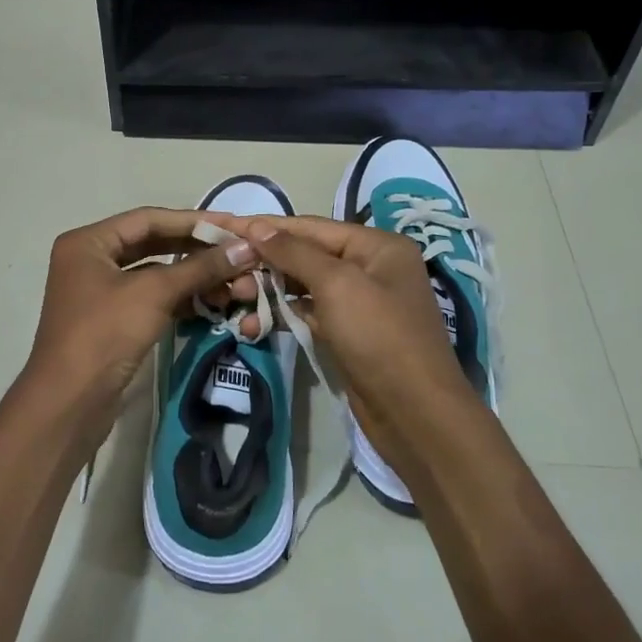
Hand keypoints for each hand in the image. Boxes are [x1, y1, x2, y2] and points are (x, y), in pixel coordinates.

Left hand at [17, 207, 259, 452]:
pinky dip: (180, 299)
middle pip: (152, 244)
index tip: (232, 225)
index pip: (148, 219)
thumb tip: (245, 248)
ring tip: (231, 282)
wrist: (69, 403)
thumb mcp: (153, 293)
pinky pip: (151, 299)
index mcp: (88, 242)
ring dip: (191, 277)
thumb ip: (200, 268)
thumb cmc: (104, 334)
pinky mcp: (112, 321)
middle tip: (236, 251)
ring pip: (154, 274)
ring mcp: (100, 292)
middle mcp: (90, 260)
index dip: (193, 221)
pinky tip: (210, 303)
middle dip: (195, 250)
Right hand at [229, 215, 495, 482]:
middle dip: (266, 263)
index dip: (268, 228)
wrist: (415, 414)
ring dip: (269, 291)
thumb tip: (258, 227)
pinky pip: (310, 314)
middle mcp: (371, 267)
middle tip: (226, 272)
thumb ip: (295, 253)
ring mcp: (361, 303)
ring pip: (305, 286)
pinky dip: (283, 316)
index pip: (312, 227)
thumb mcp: (337, 285)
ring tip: (233, 298)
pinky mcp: (349, 334)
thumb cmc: (379, 337)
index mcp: (378, 246)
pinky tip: (252, 325)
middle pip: (307, 255)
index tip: (226, 226)